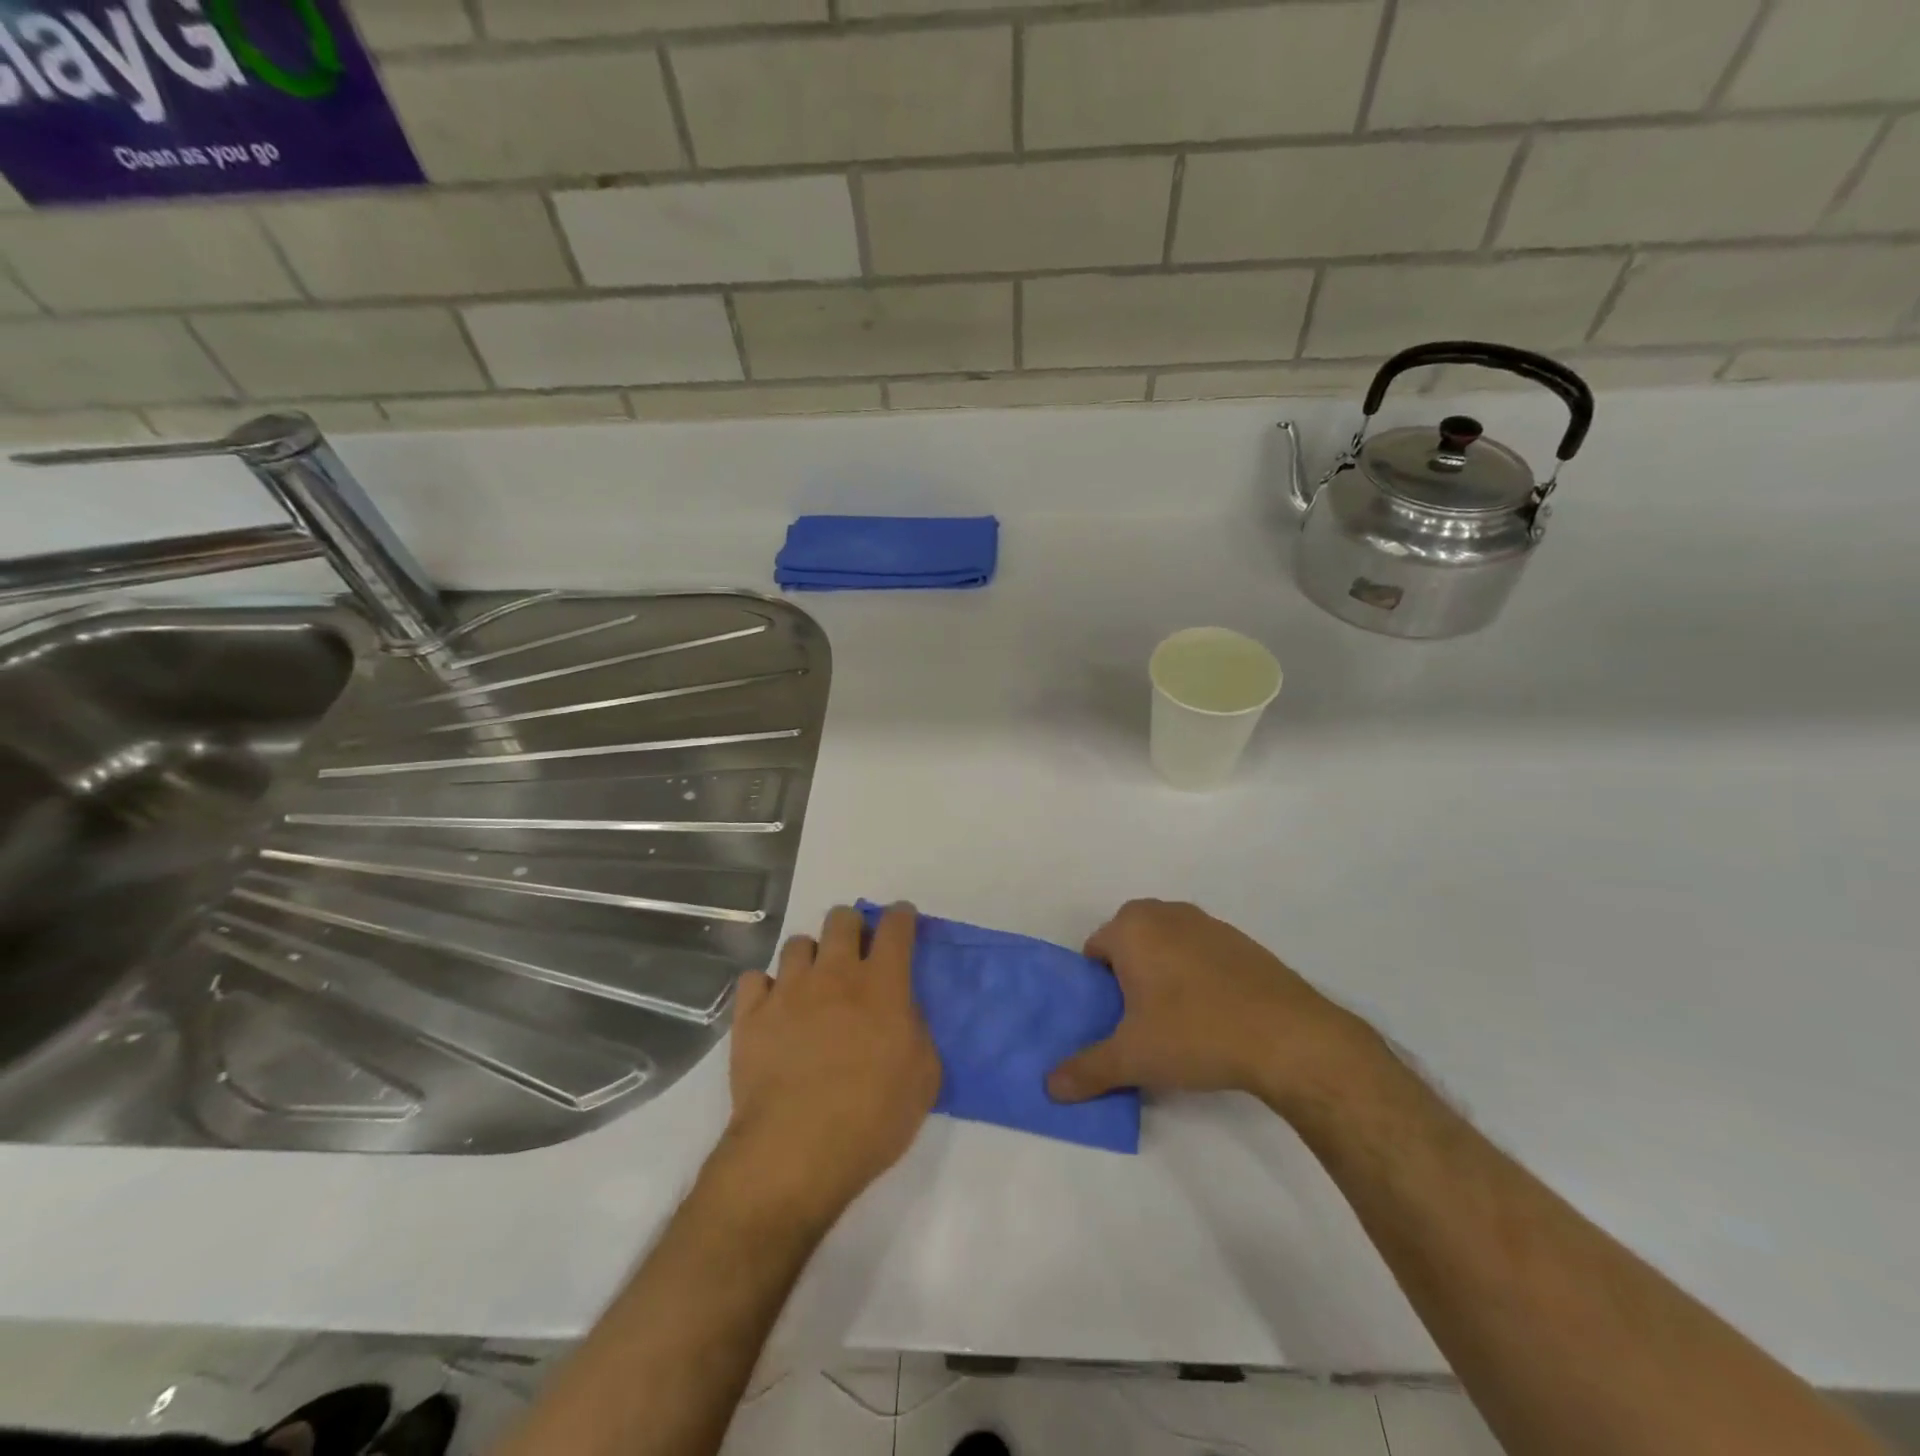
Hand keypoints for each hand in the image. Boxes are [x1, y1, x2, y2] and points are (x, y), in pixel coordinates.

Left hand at [722, 904, 940, 1226]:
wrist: (796, 1151)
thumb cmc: (872, 1117)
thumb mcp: (924, 1078)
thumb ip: (918, 1032)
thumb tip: (904, 1012)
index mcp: (882, 985)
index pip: (895, 927)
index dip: (901, 915)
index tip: (902, 918)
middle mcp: (834, 974)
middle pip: (841, 919)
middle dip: (852, 926)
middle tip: (856, 952)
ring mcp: (788, 991)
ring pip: (798, 943)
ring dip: (810, 956)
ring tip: (812, 983)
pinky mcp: (751, 1015)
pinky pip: (755, 979)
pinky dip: (766, 988)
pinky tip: (773, 1008)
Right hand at [1047, 899, 1374, 1112]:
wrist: (1289, 1037)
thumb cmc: (1196, 1033)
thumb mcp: (1133, 1058)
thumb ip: (1086, 1070)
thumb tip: (1049, 1087)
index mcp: (1133, 927)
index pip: (1094, 950)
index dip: (1096, 986)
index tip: (1111, 1019)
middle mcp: (1166, 913)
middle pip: (1129, 942)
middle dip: (1128, 976)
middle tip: (1138, 1021)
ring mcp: (1207, 923)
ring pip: (1166, 945)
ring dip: (1162, 973)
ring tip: (1176, 1022)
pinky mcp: (1241, 941)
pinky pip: (1200, 953)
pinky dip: (1197, 975)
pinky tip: (1213, 1014)